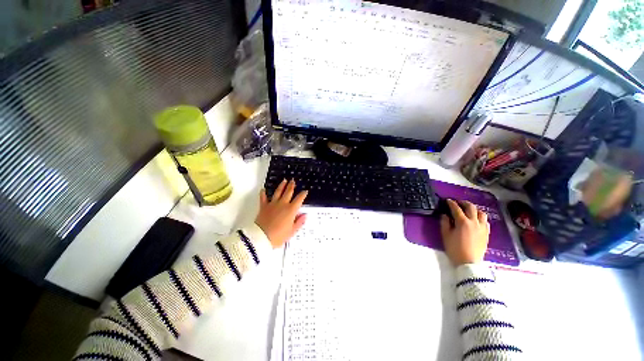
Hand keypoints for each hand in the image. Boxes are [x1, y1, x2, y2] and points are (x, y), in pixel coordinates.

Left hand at [255, 179, 307, 247]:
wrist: (261, 238)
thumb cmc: (278, 236)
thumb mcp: (292, 231)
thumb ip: (299, 222)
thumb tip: (305, 215)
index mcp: (291, 210)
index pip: (299, 199)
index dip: (303, 194)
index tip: (305, 191)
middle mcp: (282, 204)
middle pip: (288, 192)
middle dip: (291, 186)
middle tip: (293, 181)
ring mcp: (272, 204)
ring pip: (278, 192)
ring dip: (281, 186)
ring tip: (284, 180)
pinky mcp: (264, 207)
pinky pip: (263, 198)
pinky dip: (263, 193)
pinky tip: (263, 189)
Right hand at [440, 199, 489, 265]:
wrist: (469, 263)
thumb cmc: (454, 249)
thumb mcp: (445, 235)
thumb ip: (444, 223)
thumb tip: (445, 215)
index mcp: (462, 222)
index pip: (456, 208)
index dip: (451, 203)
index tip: (447, 200)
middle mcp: (474, 222)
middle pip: (471, 207)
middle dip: (463, 203)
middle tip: (457, 203)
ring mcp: (482, 228)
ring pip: (481, 213)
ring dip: (474, 209)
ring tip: (468, 210)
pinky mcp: (486, 233)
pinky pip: (485, 221)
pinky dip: (480, 217)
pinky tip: (476, 220)